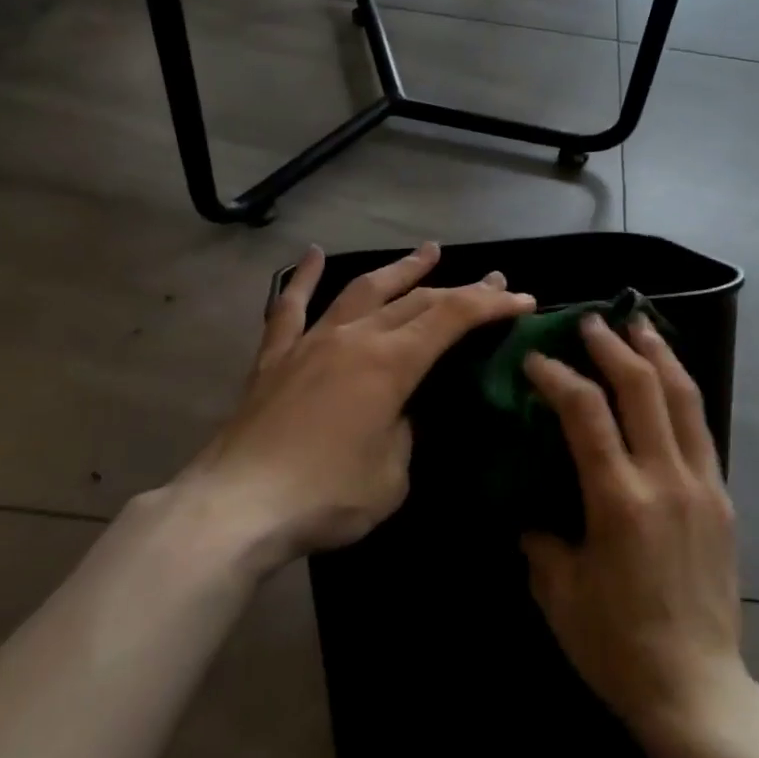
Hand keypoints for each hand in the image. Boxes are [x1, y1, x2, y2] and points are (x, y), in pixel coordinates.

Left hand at [185, 242, 533, 572]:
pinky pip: (290, 307)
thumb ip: (405, 433)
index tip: (521, 298)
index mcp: (391, 363)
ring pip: (363, 290)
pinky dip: (303, 278)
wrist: (237, 507)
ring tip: (428, 250)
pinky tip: (312, 254)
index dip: (491, 304)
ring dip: (400, 269)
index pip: (452, 318)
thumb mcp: (392, 476)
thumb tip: (398, 414)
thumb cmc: (325, 496)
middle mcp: (355, 338)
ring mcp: (311, 342)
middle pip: (416, 300)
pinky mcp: (275, 358)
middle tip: (492, 279)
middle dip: (460, 287)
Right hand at [521, 316, 751, 745]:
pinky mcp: (721, 498)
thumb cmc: (617, 645)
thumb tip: (530, 508)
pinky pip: (701, 428)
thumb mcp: (559, 593)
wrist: (697, 688)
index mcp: (620, 501)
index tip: (536, 359)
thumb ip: (540, 538)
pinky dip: (681, 392)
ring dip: (658, 354)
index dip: (558, 377)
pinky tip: (668, 379)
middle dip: (613, 346)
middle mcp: (665, 479)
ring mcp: (701, 484)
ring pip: (683, 398)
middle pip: (642, 389)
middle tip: (591, 321)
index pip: (586, 414)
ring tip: (640, 324)